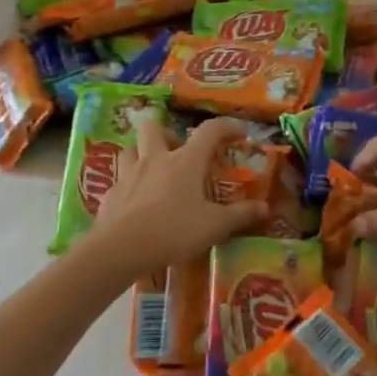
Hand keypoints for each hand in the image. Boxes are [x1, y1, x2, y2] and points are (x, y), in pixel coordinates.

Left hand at [85, 114, 266, 276]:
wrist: (121, 248)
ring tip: (153, 173)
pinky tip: (136, 204)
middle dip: (166, 133)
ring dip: (142, 154)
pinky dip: (130, 186)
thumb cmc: (174, 230)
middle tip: (178, 151)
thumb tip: (265, 208)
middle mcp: (155, 159)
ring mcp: (129, 174)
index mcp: (185, 161)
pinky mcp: (111, 194)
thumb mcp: (214, 226)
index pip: (209, 131)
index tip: (239, 133)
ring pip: (130, 150)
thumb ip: (240, 215)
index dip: (227, 127)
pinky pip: (120, 180)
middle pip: (153, 127)